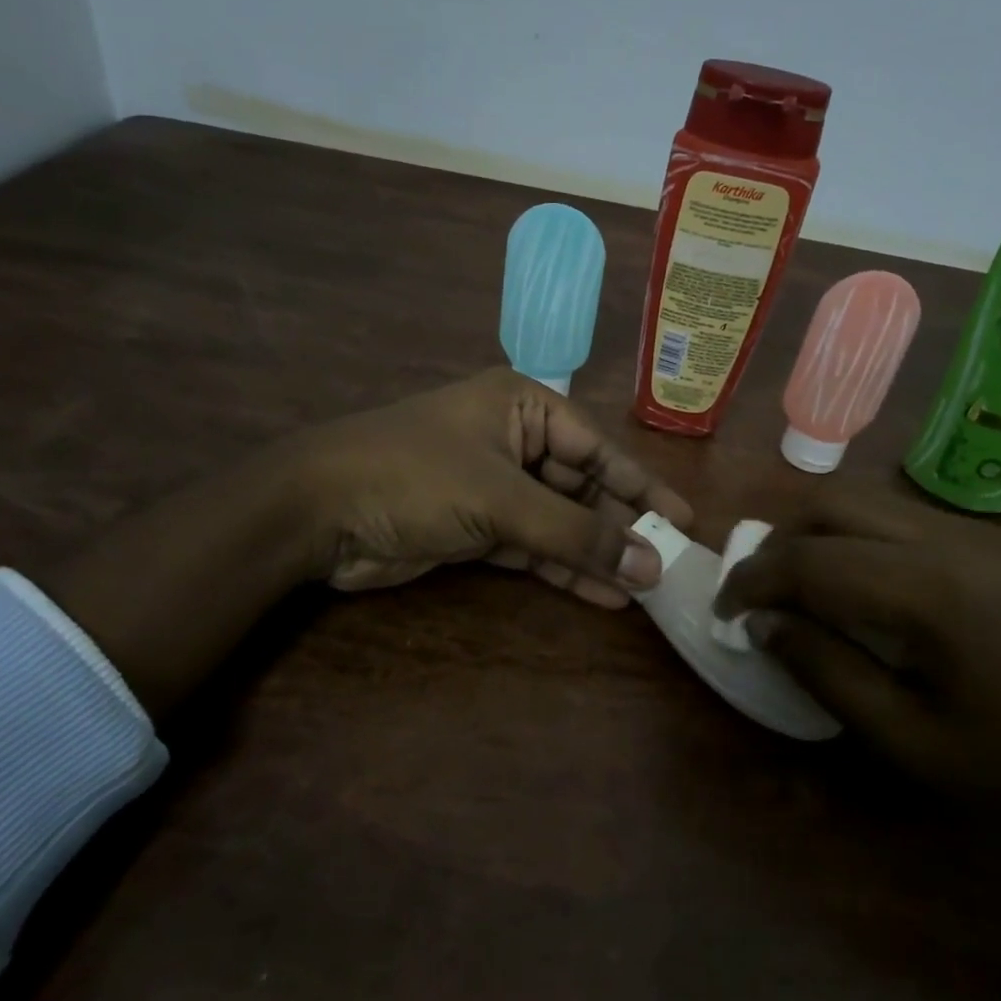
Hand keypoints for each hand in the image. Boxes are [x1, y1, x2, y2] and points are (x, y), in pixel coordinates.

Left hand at [45, 369, 690, 717]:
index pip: (598, 448)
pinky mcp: (474, 526)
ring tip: (644, 589)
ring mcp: (492, 485)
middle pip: (581, 487)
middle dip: (620, 528)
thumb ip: (577, 533)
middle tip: (668, 567)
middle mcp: (512, 439)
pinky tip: (602, 595)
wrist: (316, 512)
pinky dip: (561, 569)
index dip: (641, 488)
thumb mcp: (502, 498)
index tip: (683, 522)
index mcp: (522, 406)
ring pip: (558, 521)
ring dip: (595, 554)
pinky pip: (531, 546)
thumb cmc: (415, 477)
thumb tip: (651, 565)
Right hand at [715, 488, 1000, 1000]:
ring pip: (868, 499)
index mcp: (930, 589)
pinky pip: (902, 516)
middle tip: (755, 591)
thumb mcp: (911, 742)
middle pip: (834, 503)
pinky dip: (857, 534)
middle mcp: (952, 538)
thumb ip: (826, 671)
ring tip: (795, 585)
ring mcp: (980, 534)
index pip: (811, 558)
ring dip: (816, 531)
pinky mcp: (997, 544)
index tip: (723, 611)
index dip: (753, 580)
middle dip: (779, 541)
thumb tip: (764, 623)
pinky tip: (855, 583)